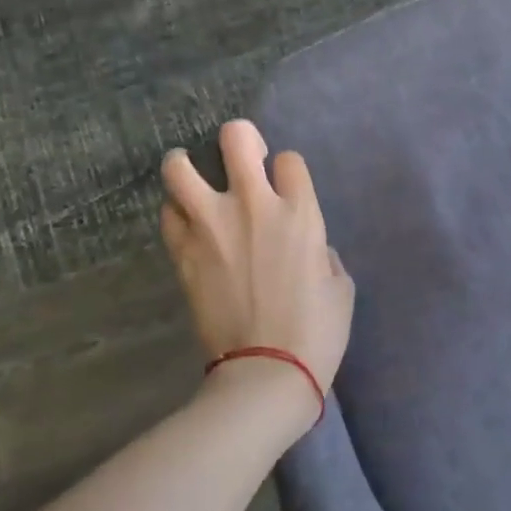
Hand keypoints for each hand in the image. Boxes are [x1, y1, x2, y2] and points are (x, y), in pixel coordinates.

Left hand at [160, 120, 355, 404]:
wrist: (266, 372)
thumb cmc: (317, 332)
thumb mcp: (341, 289)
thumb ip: (324, 255)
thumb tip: (310, 248)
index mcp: (300, 214)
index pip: (289, 160)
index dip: (288, 170)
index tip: (286, 186)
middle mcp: (253, 207)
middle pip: (236, 139)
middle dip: (239, 139)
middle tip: (240, 157)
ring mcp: (211, 227)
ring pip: (180, 168)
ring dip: (186, 165)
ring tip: (190, 174)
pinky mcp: (183, 253)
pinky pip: (169, 213)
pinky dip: (176, 212)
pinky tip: (187, 223)